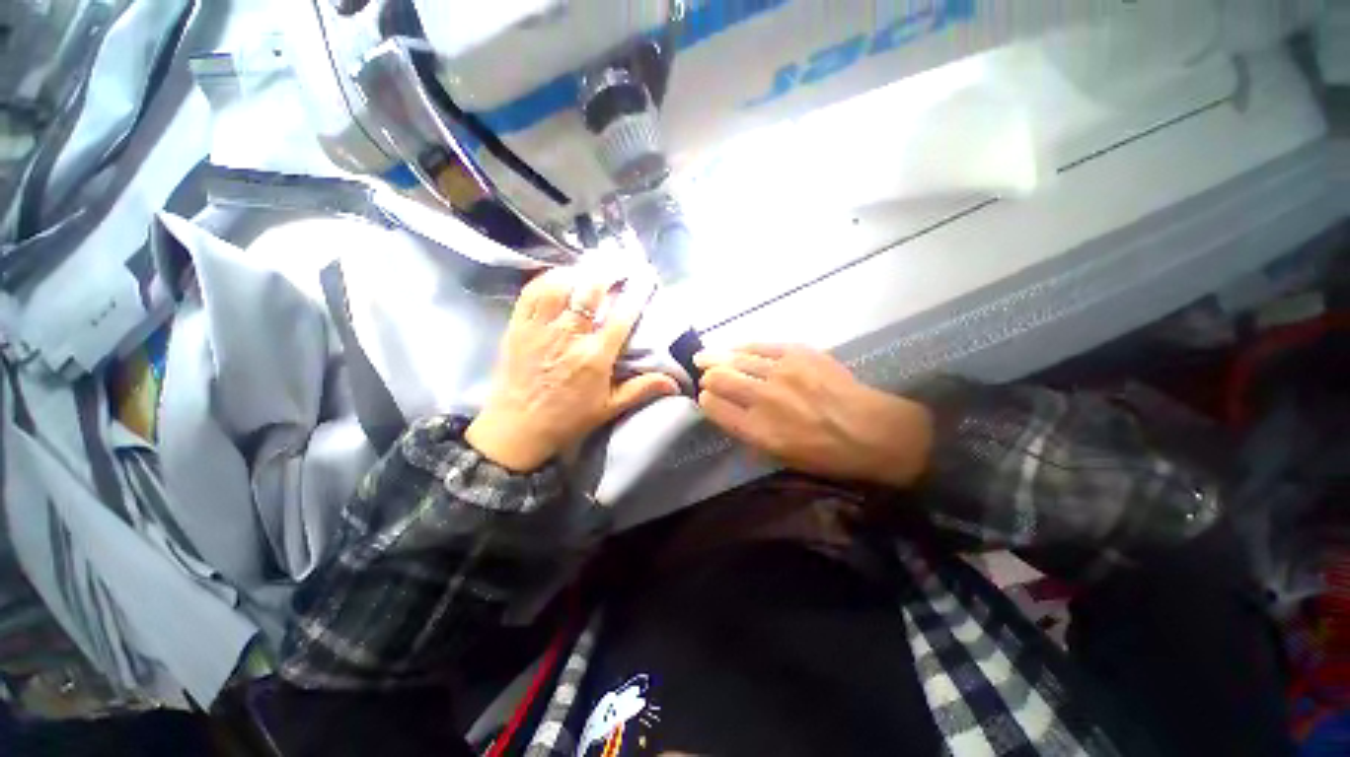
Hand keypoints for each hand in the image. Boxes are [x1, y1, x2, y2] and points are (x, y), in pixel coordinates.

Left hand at [466, 266, 679, 470]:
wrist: (516, 429)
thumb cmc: (567, 419)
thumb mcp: (609, 407)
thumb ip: (641, 389)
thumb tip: (675, 382)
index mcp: (594, 357)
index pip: (621, 316)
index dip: (636, 292)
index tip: (645, 277)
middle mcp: (568, 336)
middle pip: (589, 291)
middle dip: (608, 271)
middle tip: (619, 263)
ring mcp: (540, 328)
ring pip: (559, 285)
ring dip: (578, 270)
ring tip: (591, 266)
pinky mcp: (517, 326)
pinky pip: (531, 292)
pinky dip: (547, 278)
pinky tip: (559, 275)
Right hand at [694, 345, 932, 487]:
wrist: (870, 429)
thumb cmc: (826, 453)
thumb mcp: (781, 456)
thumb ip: (749, 433)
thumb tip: (728, 411)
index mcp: (759, 430)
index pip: (716, 408)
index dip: (706, 401)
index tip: (705, 398)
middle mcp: (764, 398)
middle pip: (720, 380)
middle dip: (707, 378)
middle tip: (705, 377)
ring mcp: (781, 372)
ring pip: (735, 359)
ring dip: (715, 358)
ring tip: (703, 357)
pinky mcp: (797, 352)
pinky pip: (759, 345)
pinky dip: (741, 347)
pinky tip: (733, 348)